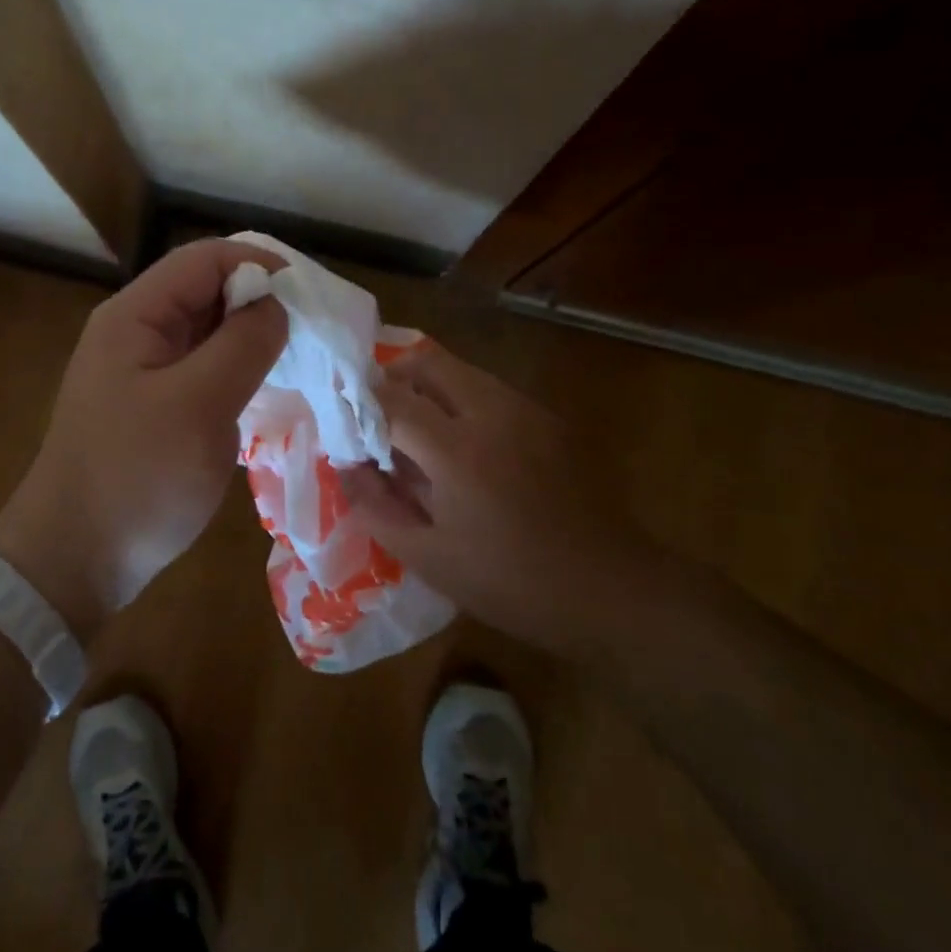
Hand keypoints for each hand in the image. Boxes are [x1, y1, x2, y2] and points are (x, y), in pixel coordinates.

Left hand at [0, 239, 287, 640]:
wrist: (75, 560)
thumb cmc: (137, 479)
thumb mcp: (199, 405)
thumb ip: (243, 344)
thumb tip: (276, 304)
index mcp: (136, 316)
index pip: (205, 259)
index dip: (260, 265)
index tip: (309, 298)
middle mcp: (137, 332)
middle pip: (207, 291)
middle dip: (260, 303)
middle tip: (312, 334)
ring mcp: (143, 372)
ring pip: (208, 333)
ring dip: (252, 339)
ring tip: (300, 361)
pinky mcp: (154, 407)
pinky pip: (203, 371)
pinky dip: (237, 372)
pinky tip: (267, 392)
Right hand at [337, 343, 655, 650]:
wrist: (609, 589)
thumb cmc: (510, 583)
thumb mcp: (428, 557)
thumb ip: (374, 506)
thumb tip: (345, 465)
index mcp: (458, 451)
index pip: (392, 400)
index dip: (359, 403)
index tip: (341, 419)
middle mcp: (493, 413)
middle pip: (429, 362)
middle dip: (393, 378)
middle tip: (376, 413)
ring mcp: (527, 410)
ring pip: (462, 370)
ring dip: (429, 387)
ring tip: (416, 429)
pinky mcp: (549, 419)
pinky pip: (491, 390)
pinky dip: (462, 400)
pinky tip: (463, 445)